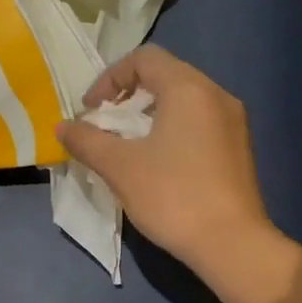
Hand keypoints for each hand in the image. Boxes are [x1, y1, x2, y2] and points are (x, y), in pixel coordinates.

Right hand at [56, 46, 272, 275]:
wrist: (231, 243)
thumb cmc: (172, 196)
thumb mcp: (119, 167)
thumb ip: (87, 141)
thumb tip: (62, 127)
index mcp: (188, 88)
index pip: (144, 58)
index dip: (110, 78)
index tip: (91, 111)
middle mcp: (216, 95)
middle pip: (166, 76)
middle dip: (129, 96)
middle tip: (106, 126)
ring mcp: (233, 122)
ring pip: (184, 101)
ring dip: (150, 115)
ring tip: (128, 146)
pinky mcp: (239, 148)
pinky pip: (200, 123)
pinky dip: (173, 130)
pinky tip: (159, 164)